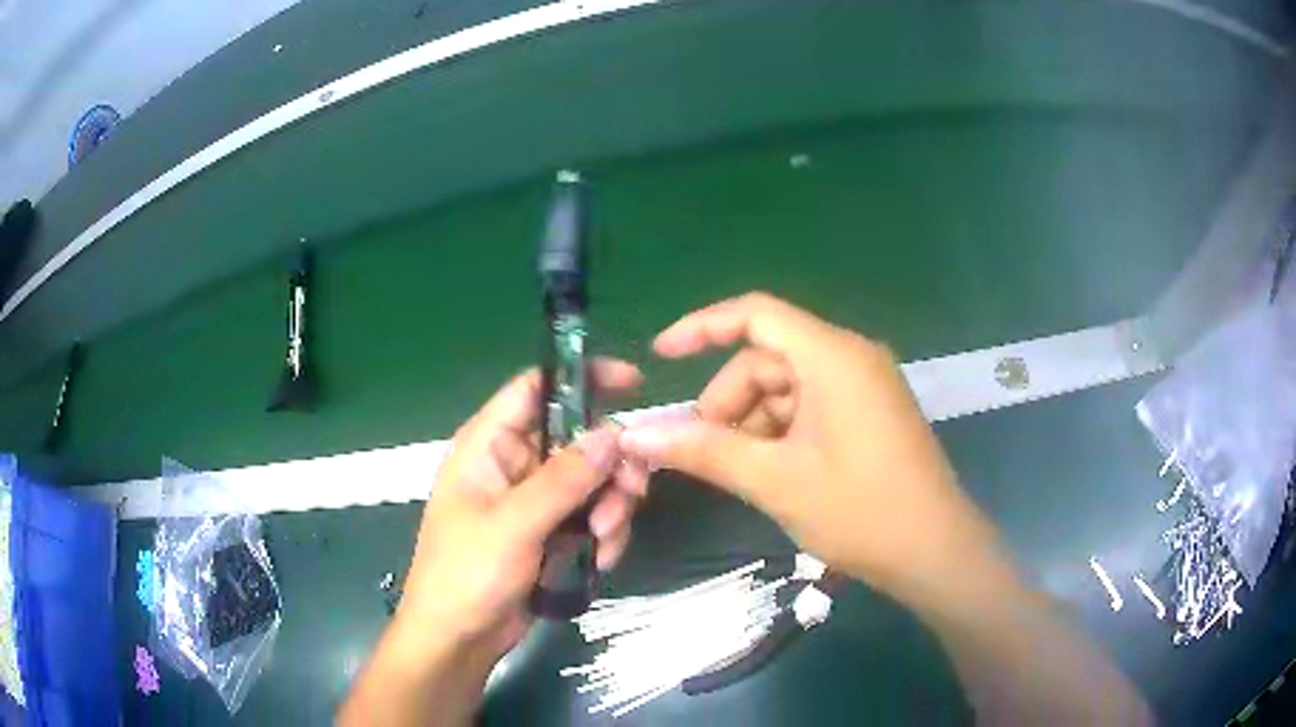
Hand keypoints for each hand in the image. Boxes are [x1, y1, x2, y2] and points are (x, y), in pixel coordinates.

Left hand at [397, 359, 647, 663]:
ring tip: (605, 538)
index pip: (537, 387)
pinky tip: (601, 560)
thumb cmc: (467, 574)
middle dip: (610, 464)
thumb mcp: (513, 524)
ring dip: (611, 505)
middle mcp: (515, 463)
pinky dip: (605, 533)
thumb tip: (613, 431)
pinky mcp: (552, 532)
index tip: (634, 385)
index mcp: (489, 444)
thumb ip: (564, 478)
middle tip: (630, 492)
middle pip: (579, 436)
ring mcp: (535, 500)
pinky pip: (593, 515)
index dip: (582, 376)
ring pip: (594, 479)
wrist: (459, 638)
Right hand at [618, 293, 1002, 606]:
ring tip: (739, 470)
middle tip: (703, 451)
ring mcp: (866, 386)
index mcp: (833, 356)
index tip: (660, 355)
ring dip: (753, 422)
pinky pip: (812, 406)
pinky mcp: (871, 413)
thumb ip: (704, 450)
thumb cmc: (859, 511)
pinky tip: (772, 471)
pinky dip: (782, 431)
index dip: (702, 327)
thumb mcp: (774, 480)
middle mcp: (852, 358)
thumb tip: (636, 434)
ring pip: (788, 387)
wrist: (934, 552)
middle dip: (729, 400)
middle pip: (769, 359)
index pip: (756, 314)